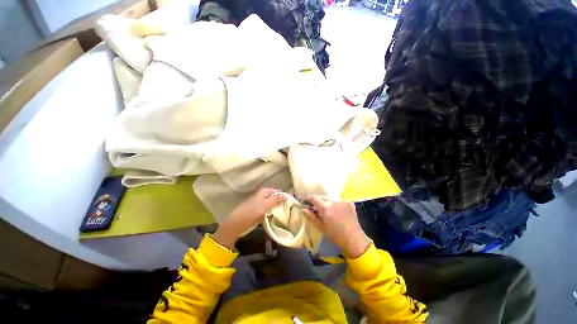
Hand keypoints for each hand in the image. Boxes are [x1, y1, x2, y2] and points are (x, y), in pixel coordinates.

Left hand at [213, 188, 285, 248]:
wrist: (236, 223)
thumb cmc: (252, 213)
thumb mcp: (266, 206)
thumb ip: (277, 200)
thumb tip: (287, 194)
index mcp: (264, 191)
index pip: (278, 191)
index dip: (284, 196)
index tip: (290, 204)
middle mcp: (262, 194)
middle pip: (275, 197)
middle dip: (281, 203)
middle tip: (288, 210)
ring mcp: (259, 202)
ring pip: (271, 203)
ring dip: (276, 208)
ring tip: (283, 214)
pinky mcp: (257, 209)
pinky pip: (267, 208)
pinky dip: (271, 211)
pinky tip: (274, 216)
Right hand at [303, 196, 370, 258]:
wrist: (354, 239)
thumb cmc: (334, 235)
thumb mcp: (320, 226)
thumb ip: (311, 216)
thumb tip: (304, 209)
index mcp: (325, 207)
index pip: (314, 198)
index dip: (310, 199)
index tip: (309, 203)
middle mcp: (333, 201)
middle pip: (322, 197)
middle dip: (319, 201)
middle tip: (318, 208)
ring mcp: (342, 201)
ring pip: (331, 198)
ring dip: (328, 202)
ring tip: (329, 211)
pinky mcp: (349, 202)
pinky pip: (339, 201)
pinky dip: (336, 204)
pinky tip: (338, 212)